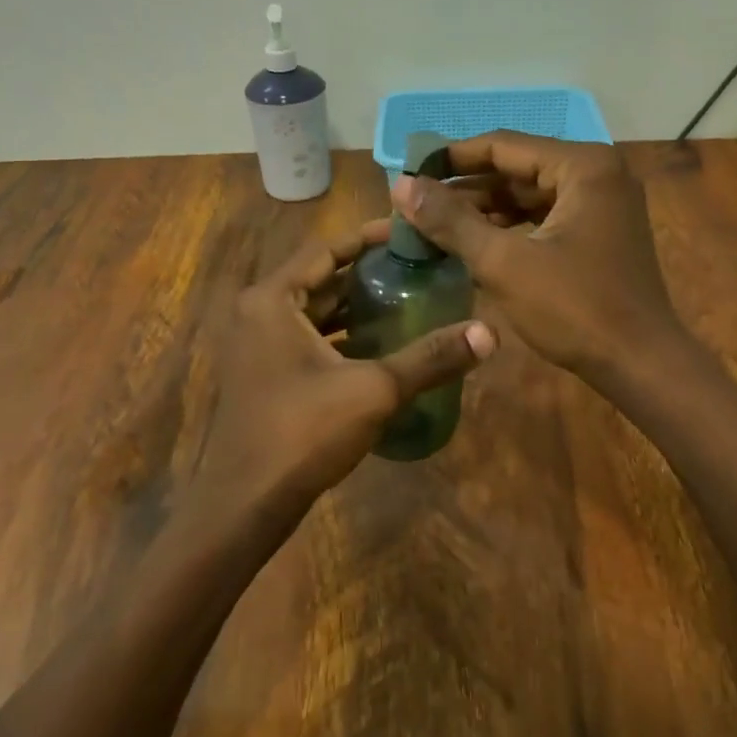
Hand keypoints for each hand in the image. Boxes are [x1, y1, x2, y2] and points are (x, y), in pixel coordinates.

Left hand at [190, 222, 495, 532]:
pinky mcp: (265, 375)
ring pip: (313, 313)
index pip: (326, 250)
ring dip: (355, 306)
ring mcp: (257, 346)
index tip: (410, 234)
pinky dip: (340, 336)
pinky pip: (306, 340)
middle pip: (320, 279)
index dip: (369, 238)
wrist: (247, 502)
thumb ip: (430, 359)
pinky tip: (379, 345)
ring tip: (407, 299)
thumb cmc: (303, 433)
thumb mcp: (374, 390)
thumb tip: (490, 334)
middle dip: (367, 273)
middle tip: (419, 268)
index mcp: (272, 300)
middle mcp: (258, 313)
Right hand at [393, 133, 682, 384]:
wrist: (640, 363)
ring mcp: (602, 205)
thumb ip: (451, 221)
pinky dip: (509, 230)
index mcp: (582, 165)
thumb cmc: (575, 309)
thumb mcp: (504, 263)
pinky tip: (473, 246)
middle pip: (517, 169)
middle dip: (465, 189)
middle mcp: (597, 173)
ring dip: (484, 211)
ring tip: (434, 227)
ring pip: (529, 196)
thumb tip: (401, 185)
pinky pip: (544, 219)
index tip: (409, 172)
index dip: (451, 158)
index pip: (503, 145)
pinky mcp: (600, 234)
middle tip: (415, 205)